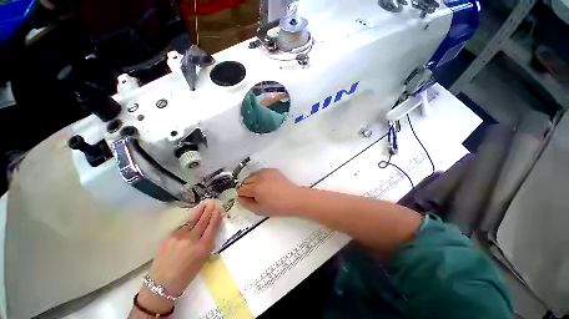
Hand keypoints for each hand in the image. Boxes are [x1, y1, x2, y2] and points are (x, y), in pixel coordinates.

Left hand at [135, 202, 221, 314]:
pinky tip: (192, 216)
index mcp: (202, 247)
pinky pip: (182, 225)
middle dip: (209, 211)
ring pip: (192, 220)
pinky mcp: (169, 236)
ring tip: (204, 204)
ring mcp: (179, 236)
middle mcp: (192, 239)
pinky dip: (188, 220)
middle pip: (203, 221)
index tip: (218, 209)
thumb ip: (207, 243)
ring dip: (199, 211)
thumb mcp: (202, 260)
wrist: (162, 283)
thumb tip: (210, 230)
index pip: (212, 227)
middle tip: (212, 203)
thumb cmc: (186, 275)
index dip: (216, 217)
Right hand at [237, 169, 302, 216]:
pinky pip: (261, 171)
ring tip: (259, 188)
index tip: (247, 199)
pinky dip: (260, 176)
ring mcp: (266, 172)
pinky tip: (266, 183)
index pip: (241, 189)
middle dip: (246, 188)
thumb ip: (246, 204)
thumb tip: (240, 198)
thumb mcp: (259, 210)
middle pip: (245, 181)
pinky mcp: (272, 170)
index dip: (242, 195)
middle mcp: (259, 177)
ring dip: (252, 181)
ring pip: (252, 175)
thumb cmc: (277, 207)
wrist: (294, 198)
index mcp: (255, 188)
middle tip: (253, 195)